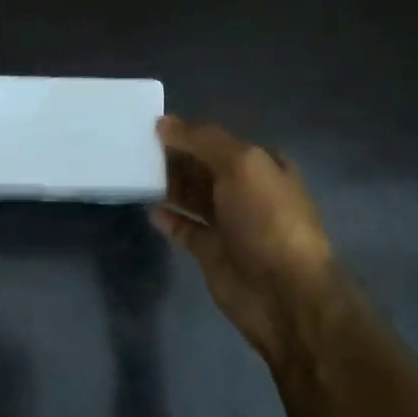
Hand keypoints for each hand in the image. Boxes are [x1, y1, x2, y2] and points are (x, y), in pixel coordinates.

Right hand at [150, 115, 334, 360]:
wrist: (283, 293)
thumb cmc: (267, 220)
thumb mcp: (242, 165)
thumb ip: (202, 140)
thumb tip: (164, 123)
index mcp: (262, 166)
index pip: (218, 141)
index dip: (189, 132)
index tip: (152, 126)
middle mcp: (246, 192)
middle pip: (202, 167)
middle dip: (173, 157)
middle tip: (134, 148)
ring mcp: (229, 223)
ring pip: (191, 196)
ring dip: (167, 185)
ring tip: (134, 174)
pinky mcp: (212, 252)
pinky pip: (184, 228)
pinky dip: (168, 218)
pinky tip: (149, 209)